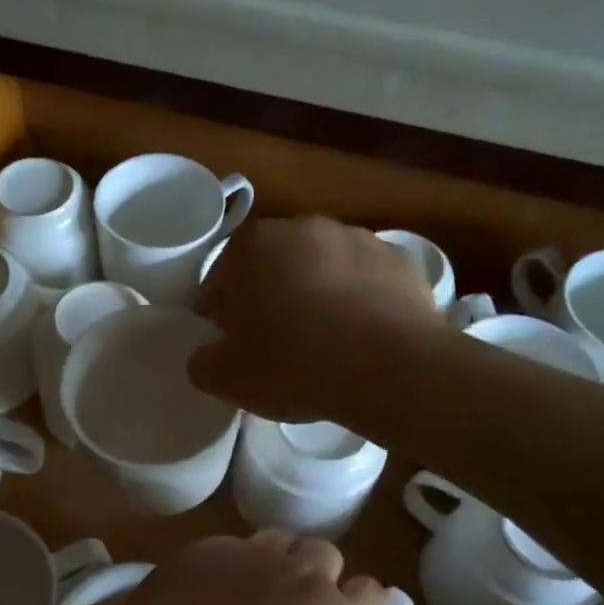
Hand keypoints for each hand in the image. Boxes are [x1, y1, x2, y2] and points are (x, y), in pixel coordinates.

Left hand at [103, 530, 390, 604]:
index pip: (374, 595)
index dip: (361, 604)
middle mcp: (305, 581)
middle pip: (328, 555)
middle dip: (317, 574)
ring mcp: (255, 554)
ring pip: (282, 538)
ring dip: (277, 557)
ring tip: (252, 589)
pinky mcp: (210, 544)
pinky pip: (233, 543)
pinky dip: (230, 560)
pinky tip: (206, 588)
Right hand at [191, 217, 439, 420]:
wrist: (390, 368)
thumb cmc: (294, 364)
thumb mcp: (227, 377)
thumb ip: (202, 362)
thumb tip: (207, 356)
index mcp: (252, 245)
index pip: (220, 278)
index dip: (219, 314)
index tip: (229, 343)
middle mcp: (303, 227)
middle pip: (272, 266)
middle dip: (268, 298)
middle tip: (274, 345)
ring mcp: (358, 238)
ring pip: (321, 269)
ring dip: (315, 296)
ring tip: (324, 344)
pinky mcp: (401, 260)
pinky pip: (366, 281)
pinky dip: (359, 302)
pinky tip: (361, 339)